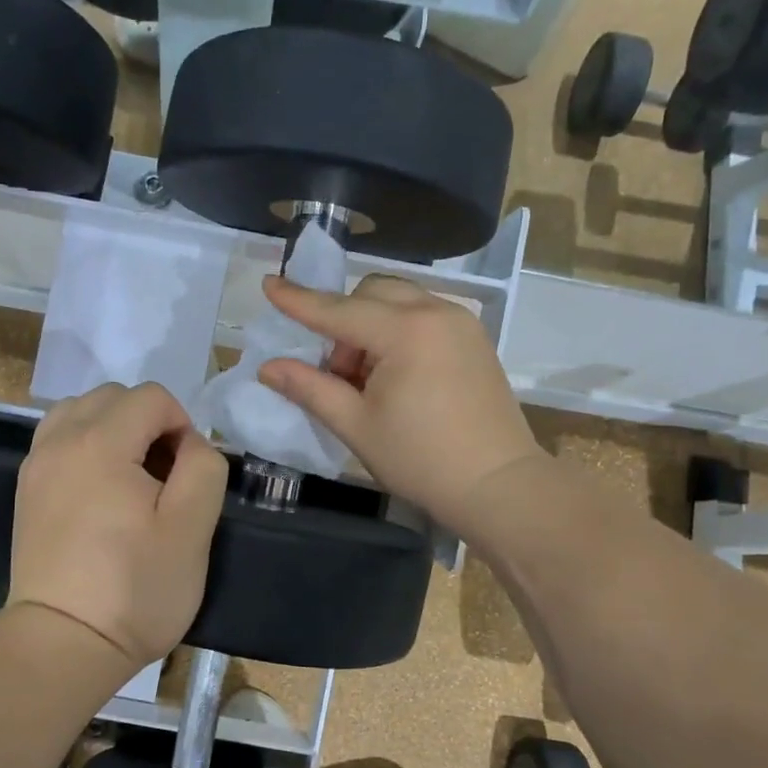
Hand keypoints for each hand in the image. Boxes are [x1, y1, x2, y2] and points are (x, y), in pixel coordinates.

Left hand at [8, 382, 227, 669]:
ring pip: (80, 412)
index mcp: (100, 443)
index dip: (182, 424)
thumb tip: (188, 444)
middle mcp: (59, 441)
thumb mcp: (192, 529)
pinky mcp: (26, 490)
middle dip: (148, 422)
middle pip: (113, 397)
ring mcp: (36, 465)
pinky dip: (86, 446)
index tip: (187, 474)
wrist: (63, 644)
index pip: (151, 397)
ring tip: (131, 477)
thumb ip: (203, 467)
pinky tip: (101, 490)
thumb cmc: (135, 589)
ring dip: (114, 429)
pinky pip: (59, 440)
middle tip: (163, 476)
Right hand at [257, 274, 542, 533]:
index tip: (268, 283)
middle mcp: (436, 312)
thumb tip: (268, 367)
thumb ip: (310, 389)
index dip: (299, 300)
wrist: (499, 484)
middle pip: (371, 292)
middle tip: (340, 373)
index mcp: (405, 332)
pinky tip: (398, 376)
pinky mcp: (474, 338)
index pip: (338, 310)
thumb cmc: (421, 460)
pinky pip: (423, 315)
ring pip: (399, 300)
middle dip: (343, 322)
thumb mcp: (356, 426)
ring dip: (370, 325)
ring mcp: (461, 322)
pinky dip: (398, 331)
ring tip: (369, 379)